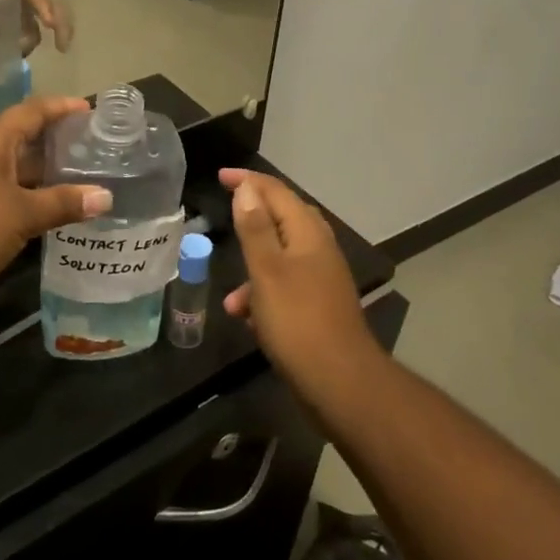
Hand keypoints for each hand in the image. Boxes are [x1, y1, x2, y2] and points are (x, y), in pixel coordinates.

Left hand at [0, 96, 111, 317]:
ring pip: (9, 174)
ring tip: (78, 186)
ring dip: (40, 179)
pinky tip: (44, 219)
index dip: (61, 108)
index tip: (89, 109)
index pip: (31, 111)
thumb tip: (105, 196)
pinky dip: (22, 204)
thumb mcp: (20, 214)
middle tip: (92, 153)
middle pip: (20, 141)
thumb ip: (62, 204)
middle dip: (54, 146)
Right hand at [220, 169, 380, 399]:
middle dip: (253, 216)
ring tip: (231, 297)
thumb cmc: (297, 321)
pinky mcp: (317, 305)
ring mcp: (321, 278)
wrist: (340, 382)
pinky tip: (247, 320)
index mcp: (308, 233)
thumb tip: (247, 188)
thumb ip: (255, 228)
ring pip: (280, 257)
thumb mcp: (267, 271)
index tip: (220, 176)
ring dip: (252, 268)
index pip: (277, 192)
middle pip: (283, 218)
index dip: (248, 181)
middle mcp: (318, 248)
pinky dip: (263, 295)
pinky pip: (284, 286)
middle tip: (226, 210)